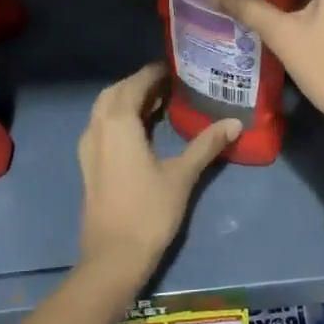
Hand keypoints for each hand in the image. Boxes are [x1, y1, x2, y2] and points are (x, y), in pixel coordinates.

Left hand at [77, 64, 238, 286]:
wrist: (114, 256)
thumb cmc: (149, 210)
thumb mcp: (182, 175)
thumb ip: (206, 145)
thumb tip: (235, 123)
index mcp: (118, 123)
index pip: (135, 84)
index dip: (154, 73)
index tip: (176, 68)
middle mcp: (97, 128)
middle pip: (115, 92)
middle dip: (139, 84)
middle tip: (169, 84)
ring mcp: (88, 147)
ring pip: (104, 110)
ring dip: (127, 101)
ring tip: (158, 103)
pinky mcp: (88, 165)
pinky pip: (101, 127)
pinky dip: (119, 119)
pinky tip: (141, 132)